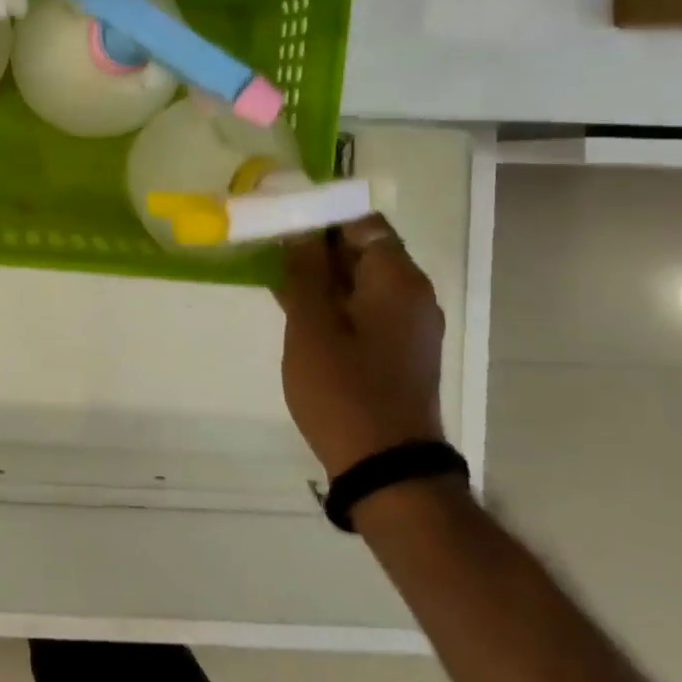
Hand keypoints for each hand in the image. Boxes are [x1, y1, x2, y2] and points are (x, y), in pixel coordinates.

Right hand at [275, 214, 444, 478]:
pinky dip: (333, 301)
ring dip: (321, 275)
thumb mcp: (311, 324)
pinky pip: (364, 308)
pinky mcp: (398, 350)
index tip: (281, 217)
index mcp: (397, 279)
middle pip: (363, 249)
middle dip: (317, 245)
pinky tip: (295, 307)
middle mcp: (411, 294)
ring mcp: (407, 325)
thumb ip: (305, 270)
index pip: (363, 222)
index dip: (322, 215)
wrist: (385, 466)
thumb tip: (301, 227)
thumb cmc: (343, 389)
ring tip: (274, 274)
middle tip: (270, 245)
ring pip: (360, 280)